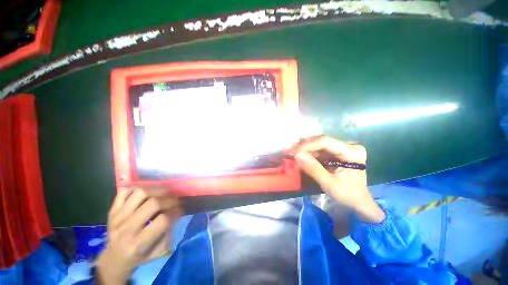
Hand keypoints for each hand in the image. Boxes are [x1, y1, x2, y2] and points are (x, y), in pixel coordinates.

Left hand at [96, 188, 180, 284]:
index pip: (163, 220)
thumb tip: (177, 212)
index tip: (180, 209)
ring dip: (156, 190)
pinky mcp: (112, 211)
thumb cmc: (138, 257)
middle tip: (174, 200)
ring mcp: (117, 217)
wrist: (113, 259)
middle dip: (169, 199)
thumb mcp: (157, 252)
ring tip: (162, 194)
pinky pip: (124, 192)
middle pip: (153, 203)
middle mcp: (127, 228)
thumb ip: (168, 232)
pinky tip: (145, 194)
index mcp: (138, 243)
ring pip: (140, 193)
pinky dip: (136, 188)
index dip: (175, 212)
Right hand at [293, 136, 384, 222]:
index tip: (292, 151)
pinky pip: (319, 150)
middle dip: (303, 146)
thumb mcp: (329, 184)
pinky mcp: (336, 153)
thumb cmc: (347, 195)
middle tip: (288, 151)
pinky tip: (299, 156)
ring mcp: (342, 148)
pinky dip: (308, 154)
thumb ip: (313, 169)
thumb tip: (297, 155)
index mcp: (352, 151)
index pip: (325, 142)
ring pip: (318, 145)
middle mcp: (348, 145)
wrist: (358, 202)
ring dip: (304, 149)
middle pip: (321, 141)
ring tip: (291, 153)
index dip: (307, 145)